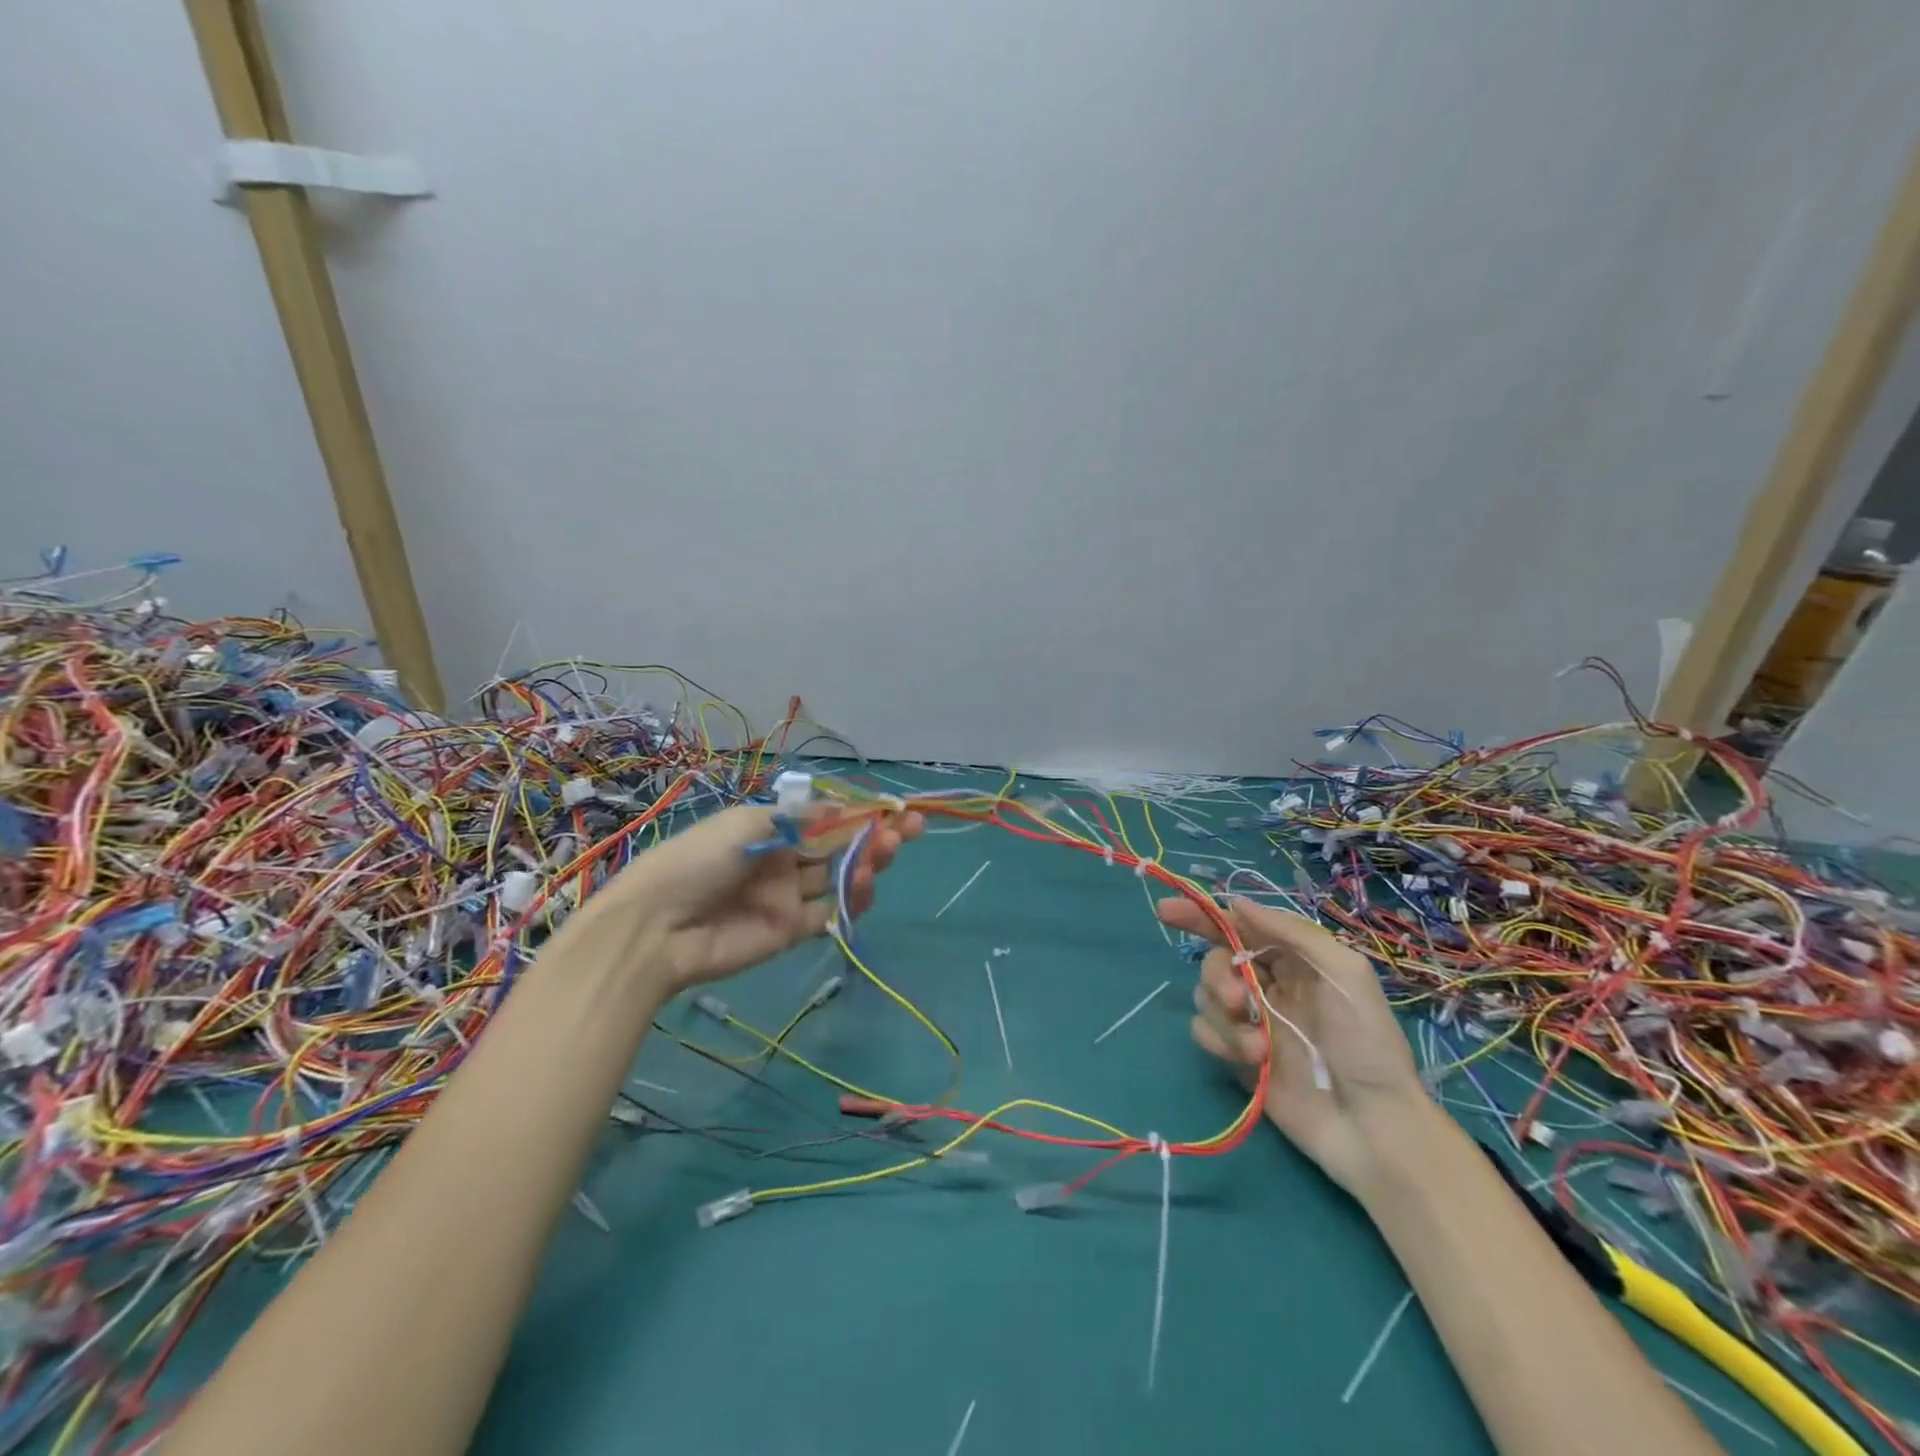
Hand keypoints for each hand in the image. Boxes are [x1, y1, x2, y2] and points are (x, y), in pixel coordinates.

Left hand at [578, 802, 921, 995]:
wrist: (658, 928)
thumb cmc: (699, 860)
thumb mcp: (748, 824)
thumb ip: (800, 819)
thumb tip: (843, 807)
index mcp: (770, 829)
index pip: (825, 818)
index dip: (859, 812)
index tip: (893, 807)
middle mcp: (783, 860)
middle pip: (840, 845)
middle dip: (875, 834)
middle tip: (911, 827)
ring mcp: (789, 896)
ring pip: (840, 876)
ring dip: (869, 860)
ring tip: (889, 848)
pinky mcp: (792, 930)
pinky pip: (830, 911)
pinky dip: (853, 897)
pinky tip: (865, 881)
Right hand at [1156, 895, 1422, 1193]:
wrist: (1372, 1126)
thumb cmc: (1367, 1043)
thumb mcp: (1345, 973)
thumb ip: (1292, 932)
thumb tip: (1236, 903)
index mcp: (1293, 961)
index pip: (1239, 927)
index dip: (1202, 916)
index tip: (1166, 912)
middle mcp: (1267, 985)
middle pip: (1215, 961)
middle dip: (1218, 975)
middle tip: (1240, 1001)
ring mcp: (1251, 1022)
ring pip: (1206, 996)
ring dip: (1225, 1017)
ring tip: (1259, 1047)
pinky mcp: (1237, 1056)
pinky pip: (1204, 1032)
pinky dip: (1218, 1040)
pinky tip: (1249, 1059)